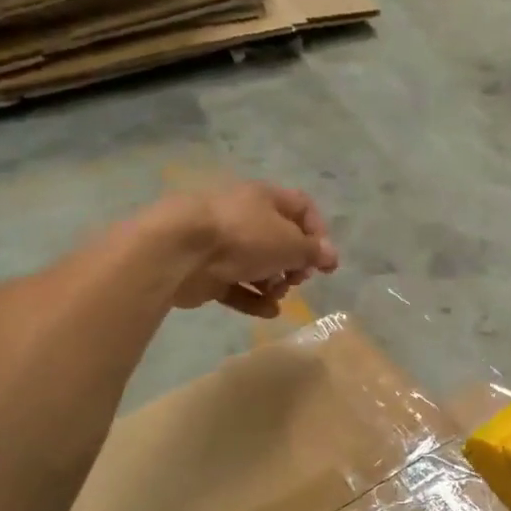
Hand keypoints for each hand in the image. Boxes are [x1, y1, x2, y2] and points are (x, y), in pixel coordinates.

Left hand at [158, 183, 338, 317]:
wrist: (180, 251)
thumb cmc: (243, 237)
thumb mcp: (289, 243)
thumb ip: (313, 251)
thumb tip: (330, 256)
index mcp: (265, 198)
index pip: (301, 207)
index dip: (317, 232)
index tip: (322, 259)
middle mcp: (244, 217)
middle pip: (280, 240)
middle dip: (294, 263)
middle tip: (296, 278)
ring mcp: (223, 245)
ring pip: (259, 265)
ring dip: (274, 284)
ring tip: (276, 295)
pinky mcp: (208, 272)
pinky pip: (238, 287)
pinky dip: (254, 299)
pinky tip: (267, 311)